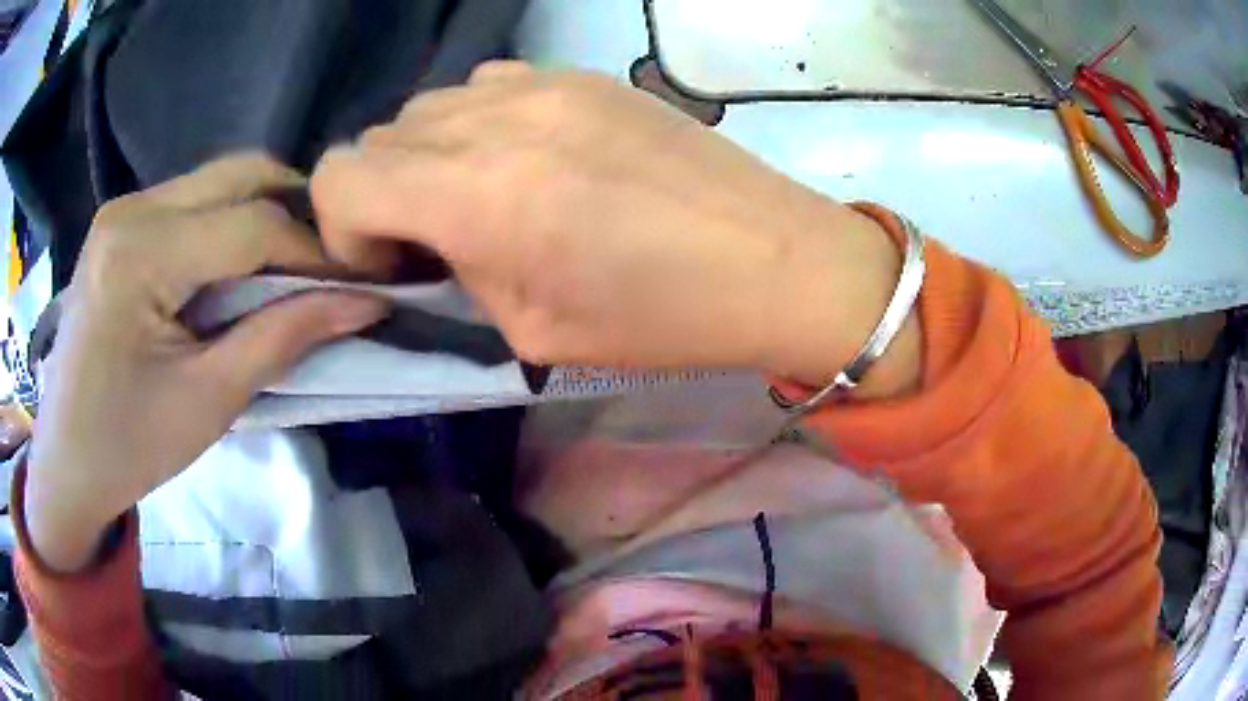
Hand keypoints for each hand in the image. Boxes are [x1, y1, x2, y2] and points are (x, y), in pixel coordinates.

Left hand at [26, 154, 389, 572]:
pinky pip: (192, 200)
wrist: (66, 461)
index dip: (315, 249)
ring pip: (218, 180)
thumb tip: (365, 302)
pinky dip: (229, 223)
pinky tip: (239, 267)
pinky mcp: (121, 223)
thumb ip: (284, 338)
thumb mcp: (209, 402)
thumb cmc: (129, 447)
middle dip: (296, 211)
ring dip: (264, 214)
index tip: (361, 282)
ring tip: (291, 267)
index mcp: (140, 255)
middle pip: (239, 174)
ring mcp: (123, 209)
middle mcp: (131, 209)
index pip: (252, 223)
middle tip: (329, 264)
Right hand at [311, 64, 917, 389]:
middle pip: (379, 136)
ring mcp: (543, 84)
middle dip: (385, 194)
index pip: (340, 176)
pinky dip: (479, 123)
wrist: (774, 260)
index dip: (342, 227)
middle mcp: (496, 120)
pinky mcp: (583, 75)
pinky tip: (528, 158)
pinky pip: (488, 86)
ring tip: (483, 197)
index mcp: (477, 195)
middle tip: (437, 238)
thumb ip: (462, 273)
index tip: (387, 262)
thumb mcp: (535, 332)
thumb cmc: (663, 318)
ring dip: (430, 155)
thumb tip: (431, 240)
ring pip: (430, 106)